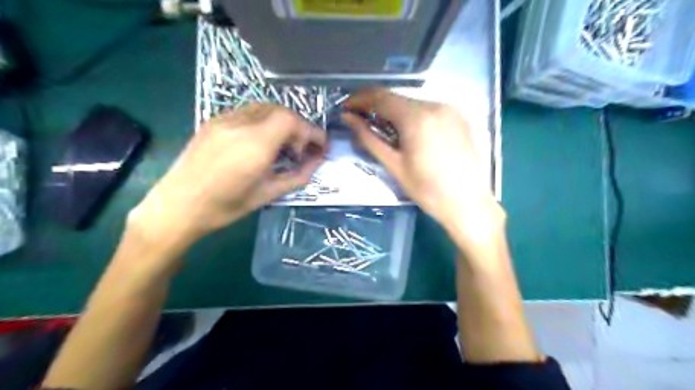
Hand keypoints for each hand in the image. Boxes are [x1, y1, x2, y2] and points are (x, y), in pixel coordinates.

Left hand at [129, 103, 325, 256]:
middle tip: (302, 149)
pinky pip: (247, 112)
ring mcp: (224, 119)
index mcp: (255, 144)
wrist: (177, 206)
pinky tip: (261, 142)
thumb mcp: (267, 194)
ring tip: (283, 146)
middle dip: (299, 127)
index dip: (312, 131)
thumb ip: (298, 175)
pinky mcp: (213, 121)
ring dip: (282, 122)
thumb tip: (317, 162)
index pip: (292, 121)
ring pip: (264, 108)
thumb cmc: (225, 207)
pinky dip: (264, 122)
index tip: (321, 146)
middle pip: (281, 110)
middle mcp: (240, 124)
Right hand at [341, 88, 498, 239]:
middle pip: (397, 98)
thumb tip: (348, 118)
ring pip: (413, 103)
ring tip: (384, 129)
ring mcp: (451, 109)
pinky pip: (429, 110)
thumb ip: (369, 138)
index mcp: (417, 117)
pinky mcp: (460, 117)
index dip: (360, 99)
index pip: (381, 97)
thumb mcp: (394, 165)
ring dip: (394, 112)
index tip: (346, 107)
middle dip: (376, 106)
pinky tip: (409, 132)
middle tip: (361, 120)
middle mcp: (435, 105)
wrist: (468, 203)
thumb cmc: (427, 190)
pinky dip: (413, 116)